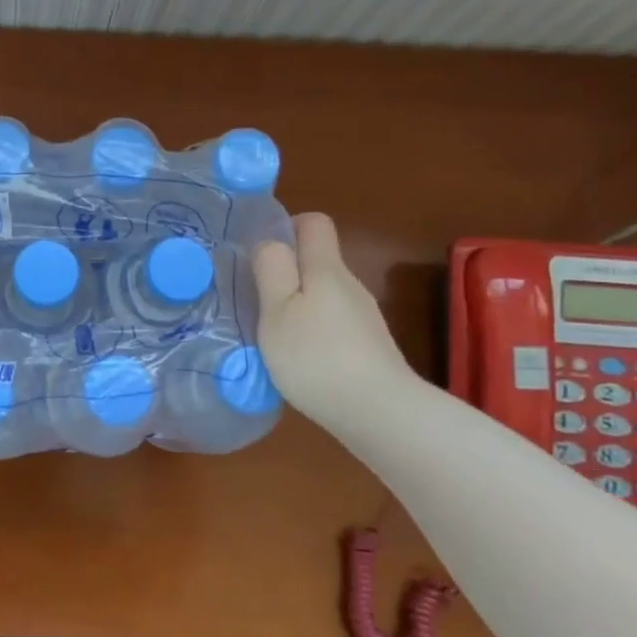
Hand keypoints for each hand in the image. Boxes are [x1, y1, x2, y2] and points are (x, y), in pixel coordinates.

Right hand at [252, 213, 416, 432]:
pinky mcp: (368, 347)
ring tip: (273, 335)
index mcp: (326, 269)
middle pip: (317, 261)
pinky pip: (333, 323)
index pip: (314, 223)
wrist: (380, 414)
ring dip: (298, 305)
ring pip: (324, 295)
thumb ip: (271, 270)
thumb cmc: (317, 357)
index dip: (287, 227)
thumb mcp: (277, 311)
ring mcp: (363, 318)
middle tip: (256, 299)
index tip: (261, 254)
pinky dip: (314, 332)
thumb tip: (270, 241)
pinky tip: (300, 360)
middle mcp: (350, 286)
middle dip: (286, 272)